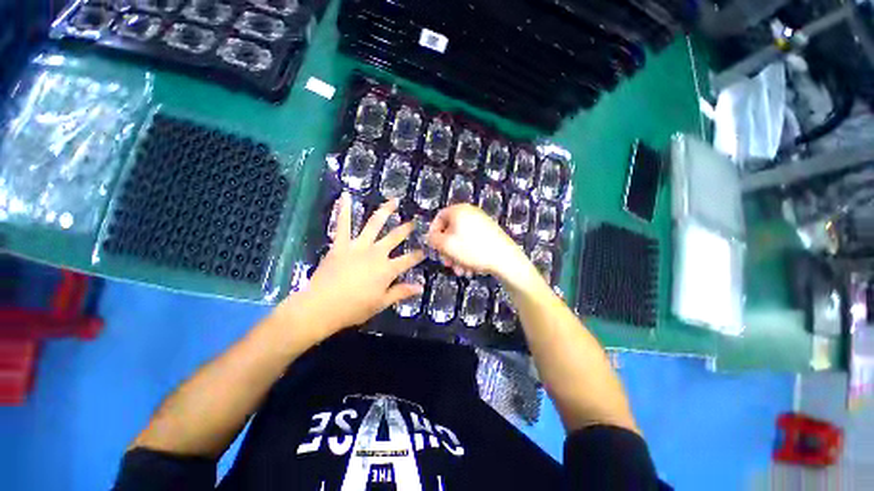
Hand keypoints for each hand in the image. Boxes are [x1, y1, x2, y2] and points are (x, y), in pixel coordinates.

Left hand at [277, 194, 424, 340]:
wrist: (321, 306)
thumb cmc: (354, 308)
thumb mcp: (381, 303)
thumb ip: (401, 292)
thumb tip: (420, 287)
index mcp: (387, 269)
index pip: (408, 260)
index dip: (418, 255)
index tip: (425, 250)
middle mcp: (376, 253)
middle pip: (395, 237)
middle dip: (406, 229)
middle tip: (414, 222)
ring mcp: (358, 246)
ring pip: (374, 224)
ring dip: (385, 211)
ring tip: (394, 201)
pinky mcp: (341, 244)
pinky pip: (343, 224)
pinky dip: (344, 209)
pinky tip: (345, 195)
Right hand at [427, 204, 528, 282]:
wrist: (505, 258)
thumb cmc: (472, 249)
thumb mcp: (446, 245)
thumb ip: (433, 239)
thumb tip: (431, 237)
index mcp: (458, 210)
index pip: (439, 217)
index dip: (433, 233)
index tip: (433, 247)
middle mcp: (470, 213)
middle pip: (451, 231)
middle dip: (447, 251)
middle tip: (447, 264)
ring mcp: (482, 223)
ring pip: (462, 240)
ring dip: (457, 257)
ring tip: (461, 271)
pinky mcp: (491, 233)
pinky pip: (473, 243)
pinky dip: (469, 255)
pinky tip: (471, 269)